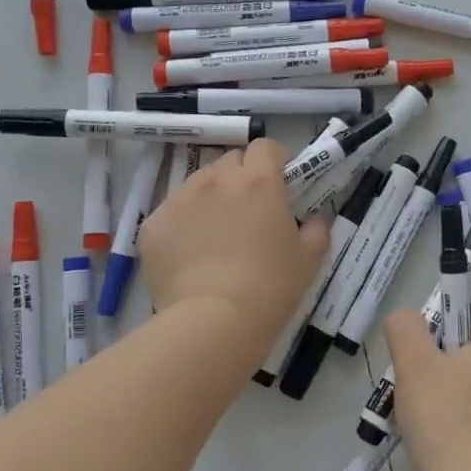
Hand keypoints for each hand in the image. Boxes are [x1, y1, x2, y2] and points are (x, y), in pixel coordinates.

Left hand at [139, 139, 329, 354]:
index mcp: (259, 181)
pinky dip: (183, 224)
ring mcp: (180, 199)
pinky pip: (172, 212)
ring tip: (216, 236)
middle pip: (230, 161)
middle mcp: (217, 180)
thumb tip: (317, 217)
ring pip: (198, 184)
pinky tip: (190, 255)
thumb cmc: (270, 288)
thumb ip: (318, 229)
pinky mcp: (153, 224)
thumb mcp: (309, 260)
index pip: (266, 147)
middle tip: (249, 212)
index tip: (280, 186)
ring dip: (211, 198)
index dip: (274, 162)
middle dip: (241, 178)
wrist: (212, 323)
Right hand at [385, 310, 470, 470]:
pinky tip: (454, 448)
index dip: (443, 339)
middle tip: (421, 398)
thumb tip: (408, 317)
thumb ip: (405, 328)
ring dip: (460, 399)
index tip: (423, 368)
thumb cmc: (446, 423)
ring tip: (433, 428)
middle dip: (448, 371)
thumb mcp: (413, 365)